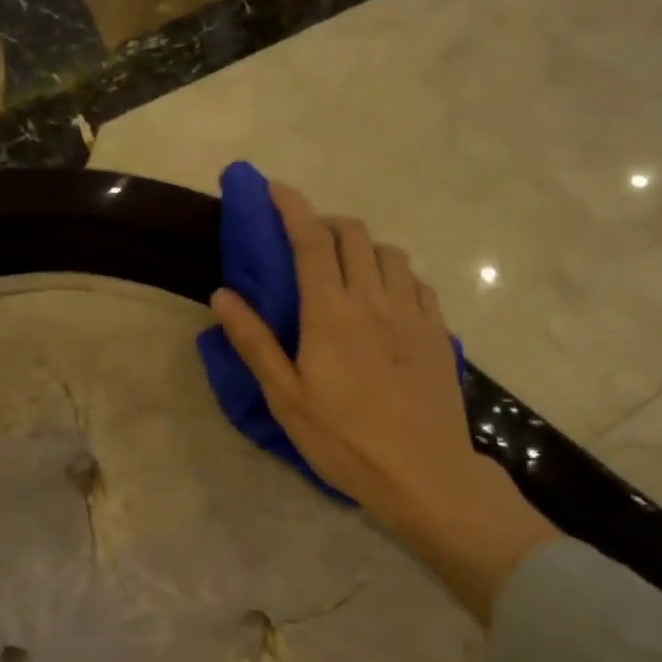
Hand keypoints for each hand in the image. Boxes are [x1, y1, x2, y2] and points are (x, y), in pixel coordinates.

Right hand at [210, 180, 557, 622]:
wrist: (423, 473)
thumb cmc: (344, 440)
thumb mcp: (286, 398)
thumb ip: (254, 341)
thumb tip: (222, 294)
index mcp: (331, 312)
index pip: (311, 239)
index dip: (291, 206)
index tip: (274, 188)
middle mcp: (375, 299)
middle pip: (354, 234)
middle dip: (326, 221)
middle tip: (305, 239)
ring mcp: (413, 312)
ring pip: (390, 252)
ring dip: (363, 246)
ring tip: (346, 268)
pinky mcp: (438, 331)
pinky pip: (416, 281)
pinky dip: (393, 273)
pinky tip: (385, 298)